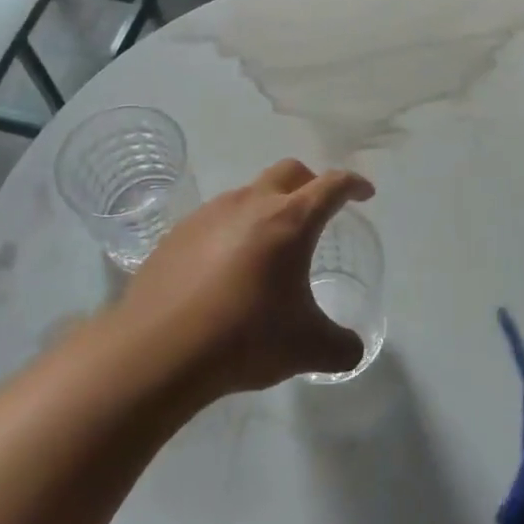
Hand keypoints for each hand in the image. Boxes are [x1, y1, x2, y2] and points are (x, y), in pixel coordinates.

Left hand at [119, 160, 370, 398]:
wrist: (159, 350)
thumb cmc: (244, 338)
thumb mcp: (307, 349)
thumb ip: (342, 347)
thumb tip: (354, 349)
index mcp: (289, 221)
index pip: (331, 186)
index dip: (353, 185)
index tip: (364, 194)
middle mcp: (249, 204)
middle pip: (288, 172)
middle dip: (310, 184)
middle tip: (318, 211)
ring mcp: (208, 215)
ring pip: (248, 194)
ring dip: (267, 208)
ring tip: (268, 248)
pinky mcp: (177, 234)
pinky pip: (215, 220)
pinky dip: (232, 232)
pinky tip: (225, 271)